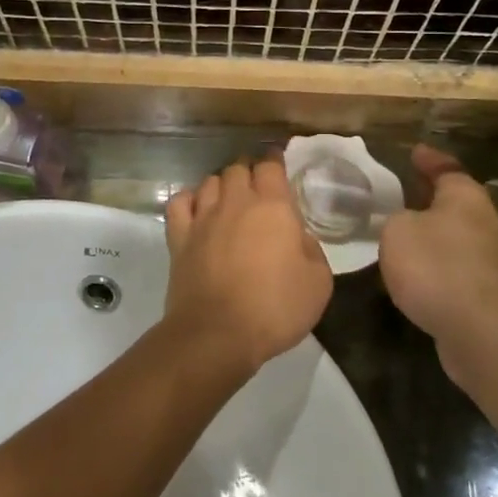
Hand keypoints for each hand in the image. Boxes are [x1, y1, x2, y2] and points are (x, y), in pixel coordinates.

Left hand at [163, 157, 333, 373]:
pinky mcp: (179, 237)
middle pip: (238, 168)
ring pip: (210, 181)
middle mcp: (236, 202)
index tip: (278, 166)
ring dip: (221, 185)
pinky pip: (180, 203)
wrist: (217, 334)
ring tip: (229, 199)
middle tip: (257, 190)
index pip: (271, 166)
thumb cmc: (275, 308)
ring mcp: (203, 217)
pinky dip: (189, 200)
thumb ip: (311, 250)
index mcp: (273, 206)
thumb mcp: (318, 283)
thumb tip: (297, 237)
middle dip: (249, 173)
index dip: (275, 162)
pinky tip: (197, 210)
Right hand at [378, 146, 497, 387]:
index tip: (414, 152)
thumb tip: (407, 223)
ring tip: (404, 231)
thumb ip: (396, 218)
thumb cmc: (436, 267)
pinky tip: (417, 270)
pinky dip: (437, 261)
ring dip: (433, 231)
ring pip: (456, 233)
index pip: (446, 167)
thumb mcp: (397, 230)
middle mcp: (485, 221)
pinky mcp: (487, 290)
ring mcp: (490, 258)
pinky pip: (456, 263)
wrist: (478, 331)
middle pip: (455, 200)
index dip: (428, 159)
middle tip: (403, 191)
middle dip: (430, 196)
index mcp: (465, 196)